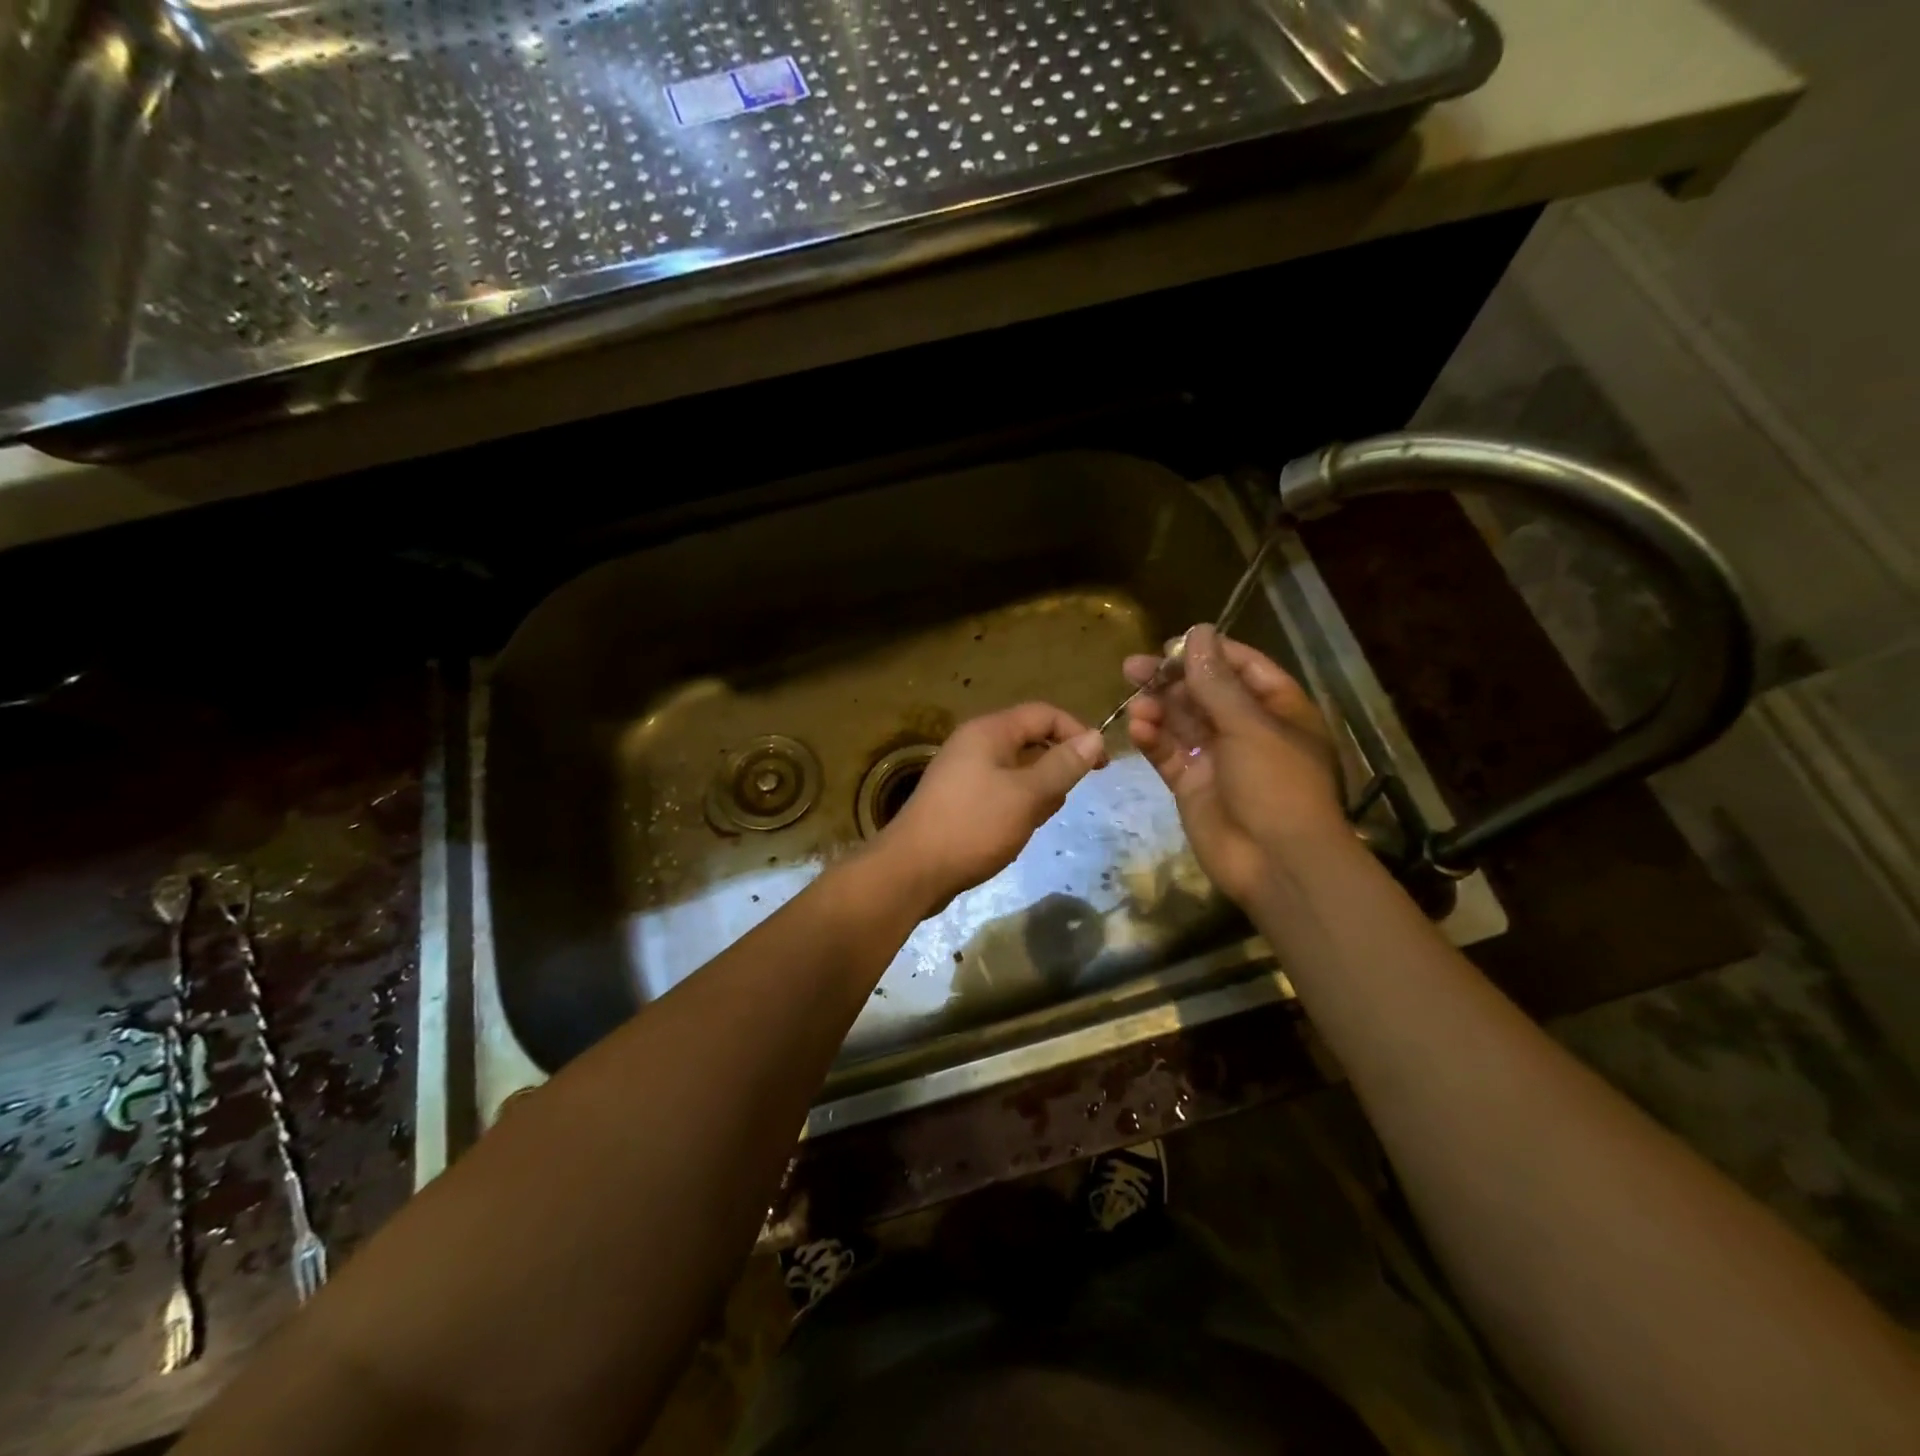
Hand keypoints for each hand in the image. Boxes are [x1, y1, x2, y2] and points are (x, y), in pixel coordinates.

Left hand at [877, 702, 1107, 912]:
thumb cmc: (973, 826)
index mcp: (988, 732)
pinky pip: (1000, 792)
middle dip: (1054, 769)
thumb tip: (1095, 738)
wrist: (912, 871)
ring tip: (1032, 822)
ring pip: (1017, 771)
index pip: (1044, 714)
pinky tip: (1015, 832)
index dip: (1077, 733)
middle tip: (1059, 802)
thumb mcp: (1027, 795)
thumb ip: (1062, 765)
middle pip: (1030, 741)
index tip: (1100, 766)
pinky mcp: (959, 800)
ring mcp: (963, 773)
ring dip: (1036, 793)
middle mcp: (974, 744)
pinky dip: (1016, 807)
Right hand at [1126, 623, 1345, 906]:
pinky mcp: (1192, 785)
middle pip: (1204, 693)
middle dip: (1170, 680)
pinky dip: (1153, 740)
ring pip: (1181, 723)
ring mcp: (1218, 759)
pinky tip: (1137, 729)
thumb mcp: (1250, 726)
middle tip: (1131, 668)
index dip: (1207, 653)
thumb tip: (1197, 631)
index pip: (1242, 668)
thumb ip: (1216, 682)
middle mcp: (1247, 730)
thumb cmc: (1277, 785)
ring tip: (1135, 703)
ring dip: (1158, 710)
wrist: (1277, 863)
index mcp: (1277, 710)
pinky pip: (1169, 754)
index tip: (1170, 645)